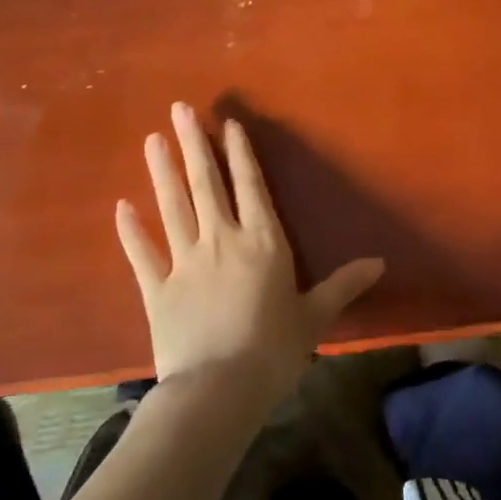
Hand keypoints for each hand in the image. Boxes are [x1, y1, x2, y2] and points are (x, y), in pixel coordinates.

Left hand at [115, 103, 384, 416]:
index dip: (240, 153)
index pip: (250, 187)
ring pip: (172, 206)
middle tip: (180, 109)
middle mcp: (222, 241)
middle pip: (206, 184)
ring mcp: (184, 262)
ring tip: (152, 138)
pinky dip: (131, 230)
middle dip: (194, 145)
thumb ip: (344, 285)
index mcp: (263, 242)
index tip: (227, 124)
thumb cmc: (274, 350)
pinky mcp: (157, 289)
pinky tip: (120, 206)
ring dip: (162, 171)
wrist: (219, 390)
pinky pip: (141, 253)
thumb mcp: (315, 316)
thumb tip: (380, 262)